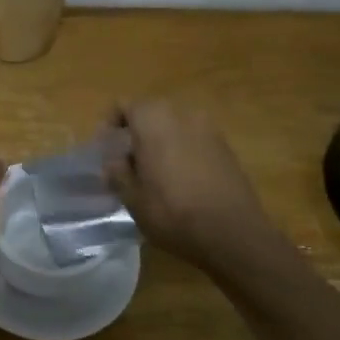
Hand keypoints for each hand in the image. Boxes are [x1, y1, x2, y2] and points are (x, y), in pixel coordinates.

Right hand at [103, 100, 275, 269]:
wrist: (234, 234)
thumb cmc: (173, 212)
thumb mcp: (133, 199)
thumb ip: (118, 174)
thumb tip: (113, 163)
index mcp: (154, 120)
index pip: (125, 106)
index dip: (111, 124)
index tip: (105, 149)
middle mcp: (182, 114)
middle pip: (151, 113)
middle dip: (136, 133)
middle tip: (126, 162)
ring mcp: (209, 129)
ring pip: (174, 127)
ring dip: (161, 142)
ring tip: (154, 173)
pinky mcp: (227, 148)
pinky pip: (195, 141)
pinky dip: (182, 152)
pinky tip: (180, 181)